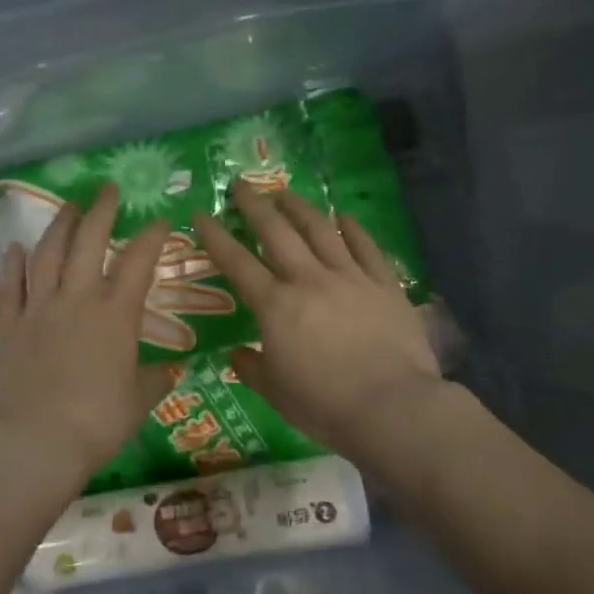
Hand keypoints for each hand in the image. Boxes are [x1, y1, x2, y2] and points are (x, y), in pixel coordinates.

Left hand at [0, 183, 177, 487]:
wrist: (36, 440)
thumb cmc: (96, 422)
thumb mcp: (137, 402)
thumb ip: (154, 380)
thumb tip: (169, 372)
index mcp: (115, 314)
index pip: (138, 262)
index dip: (152, 237)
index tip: (160, 221)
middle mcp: (77, 299)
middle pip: (88, 242)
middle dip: (101, 211)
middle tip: (107, 189)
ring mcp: (38, 308)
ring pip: (47, 254)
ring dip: (59, 226)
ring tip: (68, 207)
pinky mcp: (9, 325)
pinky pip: (10, 286)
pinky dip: (13, 264)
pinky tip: (16, 249)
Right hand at [192, 183, 441, 458]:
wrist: (392, 408)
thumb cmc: (325, 405)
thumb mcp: (275, 392)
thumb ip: (251, 367)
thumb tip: (237, 352)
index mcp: (275, 306)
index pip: (237, 262)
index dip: (215, 236)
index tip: (200, 214)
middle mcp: (309, 280)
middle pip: (277, 232)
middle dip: (255, 205)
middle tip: (242, 185)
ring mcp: (350, 278)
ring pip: (320, 230)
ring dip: (299, 207)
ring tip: (285, 192)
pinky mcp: (384, 284)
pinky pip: (366, 247)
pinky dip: (353, 228)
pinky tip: (343, 216)